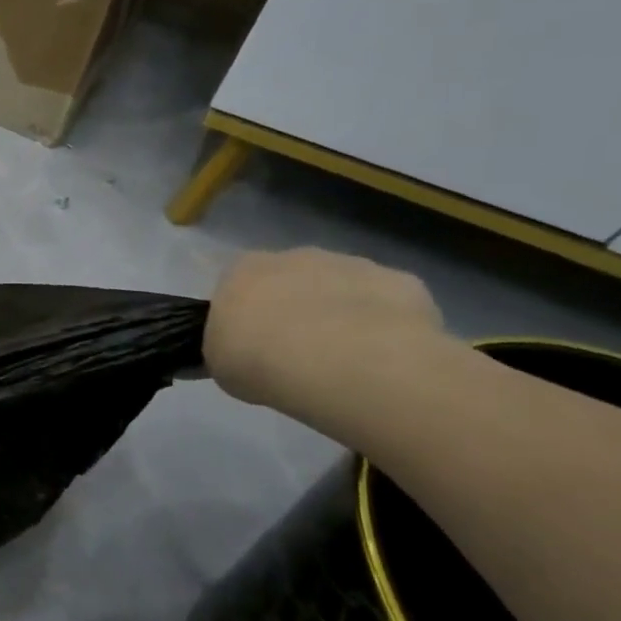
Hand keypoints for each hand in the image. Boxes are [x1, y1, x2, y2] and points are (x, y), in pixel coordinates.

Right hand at [205, 249, 447, 420]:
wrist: (338, 362)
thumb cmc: (257, 359)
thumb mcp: (218, 364)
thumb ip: (225, 349)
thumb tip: (230, 353)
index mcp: (243, 270)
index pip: (238, 284)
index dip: (246, 314)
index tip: (252, 343)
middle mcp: (296, 256)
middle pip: (293, 279)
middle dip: (296, 308)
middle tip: (297, 352)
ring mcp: (352, 264)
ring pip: (343, 288)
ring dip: (341, 314)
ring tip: (343, 361)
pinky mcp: (401, 282)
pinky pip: (389, 304)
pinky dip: (386, 326)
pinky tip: (382, 358)